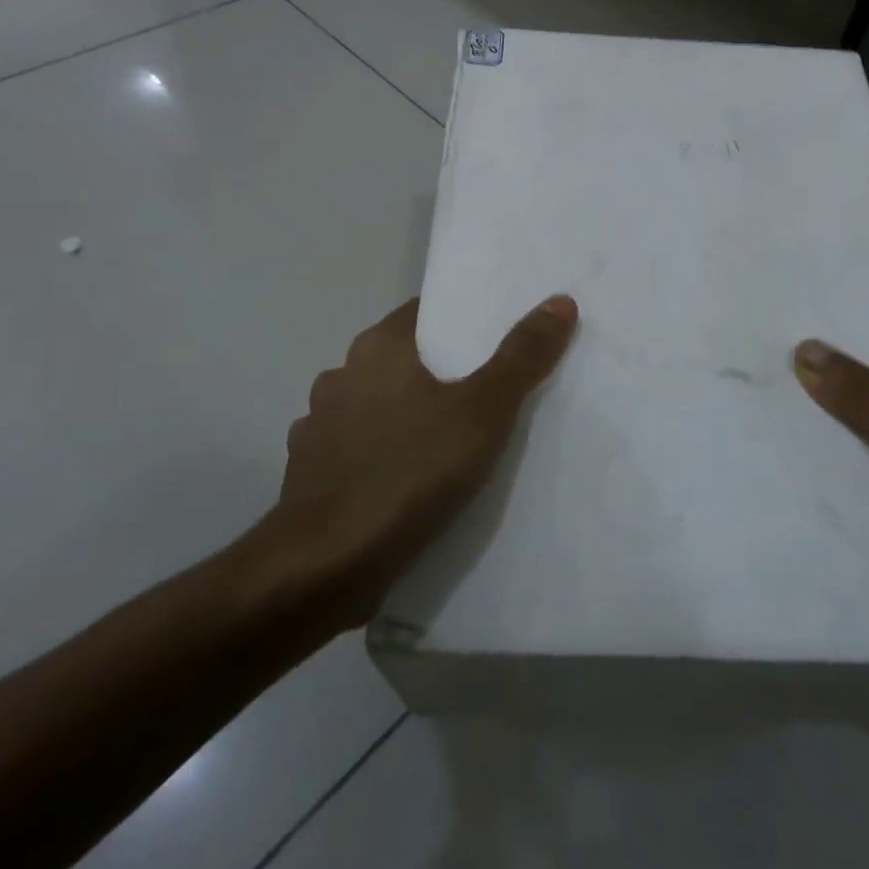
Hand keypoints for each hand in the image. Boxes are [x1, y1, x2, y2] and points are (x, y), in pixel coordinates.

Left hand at [266, 295, 578, 626]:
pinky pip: (356, 447)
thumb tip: (559, 301)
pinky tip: (406, 476)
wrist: (324, 567)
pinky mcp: (309, 471)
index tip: (497, 336)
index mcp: (379, 347)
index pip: (427, 312)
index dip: (463, 318)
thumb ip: (522, 356)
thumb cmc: (409, 473)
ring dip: (406, 412)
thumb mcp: (483, 412)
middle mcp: (343, 373)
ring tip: (450, 435)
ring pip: (377, 402)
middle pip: (404, 356)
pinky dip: (381, 452)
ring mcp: (319, 423)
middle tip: (488, 387)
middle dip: (442, 368)